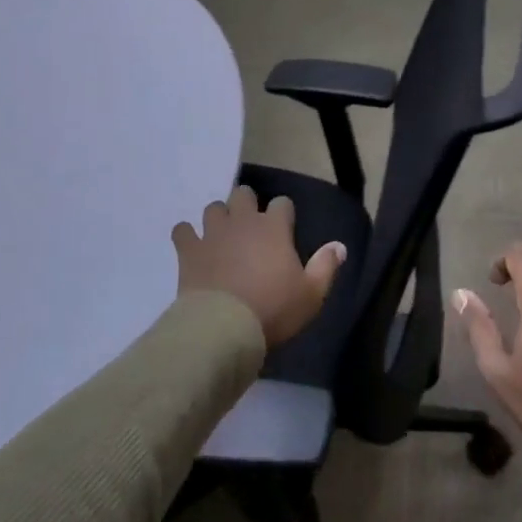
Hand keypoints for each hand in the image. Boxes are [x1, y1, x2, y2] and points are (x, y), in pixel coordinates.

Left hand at [174, 185, 345, 346]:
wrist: (223, 328)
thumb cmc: (272, 310)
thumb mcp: (311, 294)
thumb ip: (326, 266)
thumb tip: (340, 245)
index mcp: (274, 228)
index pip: (282, 203)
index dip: (283, 213)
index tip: (284, 228)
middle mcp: (242, 221)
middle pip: (243, 194)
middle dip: (246, 204)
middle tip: (249, 225)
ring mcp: (212, 233)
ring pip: (212, 208)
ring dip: (218, 218)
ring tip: (221, 235)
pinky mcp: (189, 249)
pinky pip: (182, 230)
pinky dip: (187, 235)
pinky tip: (192, 247)